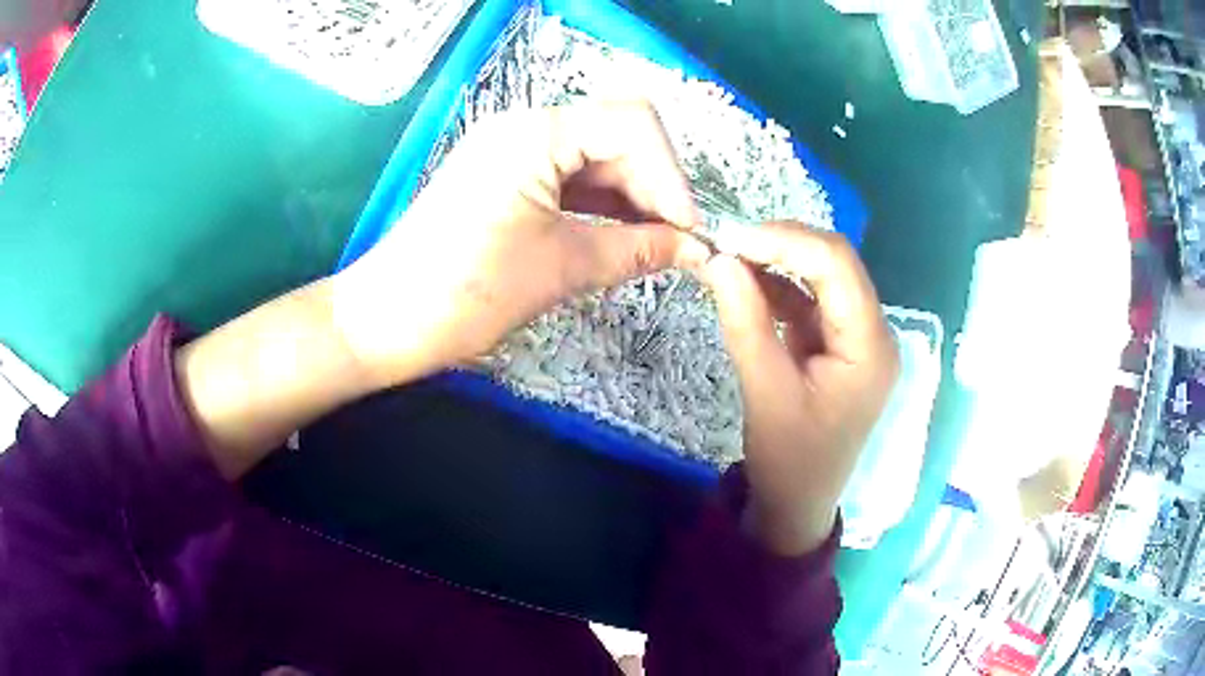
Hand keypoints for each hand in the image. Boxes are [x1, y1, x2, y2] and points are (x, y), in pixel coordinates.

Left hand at [332, 101, 709, 387]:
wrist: (385, 321)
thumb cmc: (465, 293)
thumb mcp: (560, 268)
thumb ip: (636, 250)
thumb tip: (695, 250)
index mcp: (535, 134)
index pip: (632, 123)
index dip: (670, 175)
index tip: (687, 232)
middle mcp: (525, 128)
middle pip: (618, 136)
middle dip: (655, 187)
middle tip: (678, 244)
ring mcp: (513, 152)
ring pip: (597, 159)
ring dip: (633, 198)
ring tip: (658, 247)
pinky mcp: (506, 179)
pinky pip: (570, 179)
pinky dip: (602, 206)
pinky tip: (624, 237)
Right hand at [699, 223, 898, 555]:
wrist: (798, 505)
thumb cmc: (790, 460)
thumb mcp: (765, 392)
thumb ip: (745, 321)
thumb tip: (719, 260)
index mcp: (871, 345)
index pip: (838, 265)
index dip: (786, 240)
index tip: (732, 238)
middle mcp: (873, 331)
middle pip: (834, 264)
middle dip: (781, 246)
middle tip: (727, 245)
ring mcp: (856, 337)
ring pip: (820, 277)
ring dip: (776, 263)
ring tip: (729, 258)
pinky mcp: (837, 345)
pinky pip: (809, 302)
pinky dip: (777, 288)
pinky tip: (745, 282)